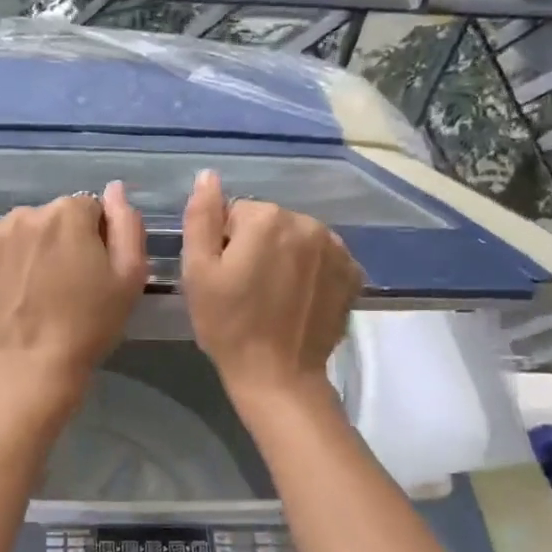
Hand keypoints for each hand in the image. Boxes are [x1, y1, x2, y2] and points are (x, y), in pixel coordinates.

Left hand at [0, 182, 147, 397]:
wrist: (33, 366)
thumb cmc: (89, 323)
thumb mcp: (130, 276)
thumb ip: (127, 224)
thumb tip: (114, 189)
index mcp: (68, 213)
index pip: (89, 209)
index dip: (95, 238)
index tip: (92, 269)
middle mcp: (27, 213)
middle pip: (53, 216)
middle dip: (61, 239)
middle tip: (65, 282)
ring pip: (22, 229)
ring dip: (31, 247)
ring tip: (37, 287)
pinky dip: (4, 260)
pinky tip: (13, 289)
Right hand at [180, 169, 361, 400]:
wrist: (278, 375)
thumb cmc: (228, 324)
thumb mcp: (198, 271)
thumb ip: (201, 217)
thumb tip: (208, 176)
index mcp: (266, 219)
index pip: (235, 213)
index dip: (224, 243)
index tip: (224, 276)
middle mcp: (307, 223)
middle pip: (269, 222)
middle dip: (256, 246)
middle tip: (246, 288)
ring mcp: (336, 248)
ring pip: (297, 238)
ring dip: (285, 256)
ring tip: (273, 295)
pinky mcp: (353, 273)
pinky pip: (323, 257)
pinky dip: (311, 271)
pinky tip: (299, 299)